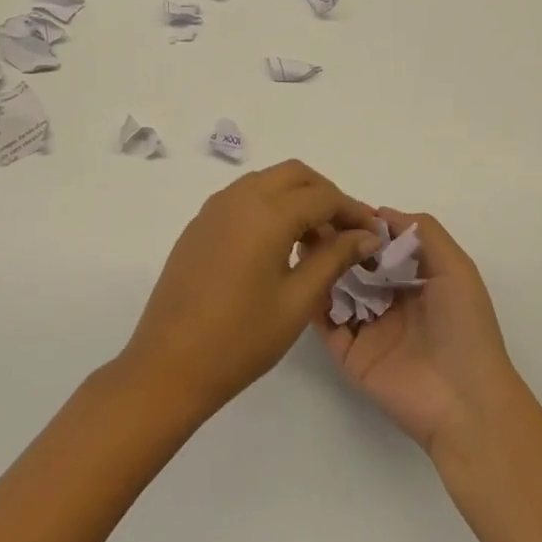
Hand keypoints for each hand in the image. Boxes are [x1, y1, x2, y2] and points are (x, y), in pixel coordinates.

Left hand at [118, 161, 378, 421]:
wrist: (168, 366)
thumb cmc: (241, 338)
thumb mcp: (298, 300)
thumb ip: (334, 258)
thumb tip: (366, 235)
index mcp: (267, 212)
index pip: (323, 196)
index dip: (353, 211)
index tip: (373, 234)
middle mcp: (239, 197)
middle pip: (295, 175)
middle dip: (325, 195)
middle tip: (345, 231)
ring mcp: (214, 208)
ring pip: (267, 182)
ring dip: (296, 199)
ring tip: (314, 243)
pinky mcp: (199, 225)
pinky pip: (243, 198)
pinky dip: (269, 207)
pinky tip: (277, 247)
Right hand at [316, 210, 519, 450]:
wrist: (464, 401)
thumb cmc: (465, 328)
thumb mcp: (456, 269)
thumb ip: (423, 233)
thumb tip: (380, 212)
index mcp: (416, 282)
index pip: (382, 246)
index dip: (363, 226)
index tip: (338, 207)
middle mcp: (390, 302)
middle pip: (356, 266)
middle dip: (338, 243)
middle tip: (313, 223)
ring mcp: (368, 329)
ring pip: (337, 291)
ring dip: (323, 267)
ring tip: (303, 243)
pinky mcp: (350, 355)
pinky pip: (326, 324)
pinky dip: (314, 301)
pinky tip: (304, 276)